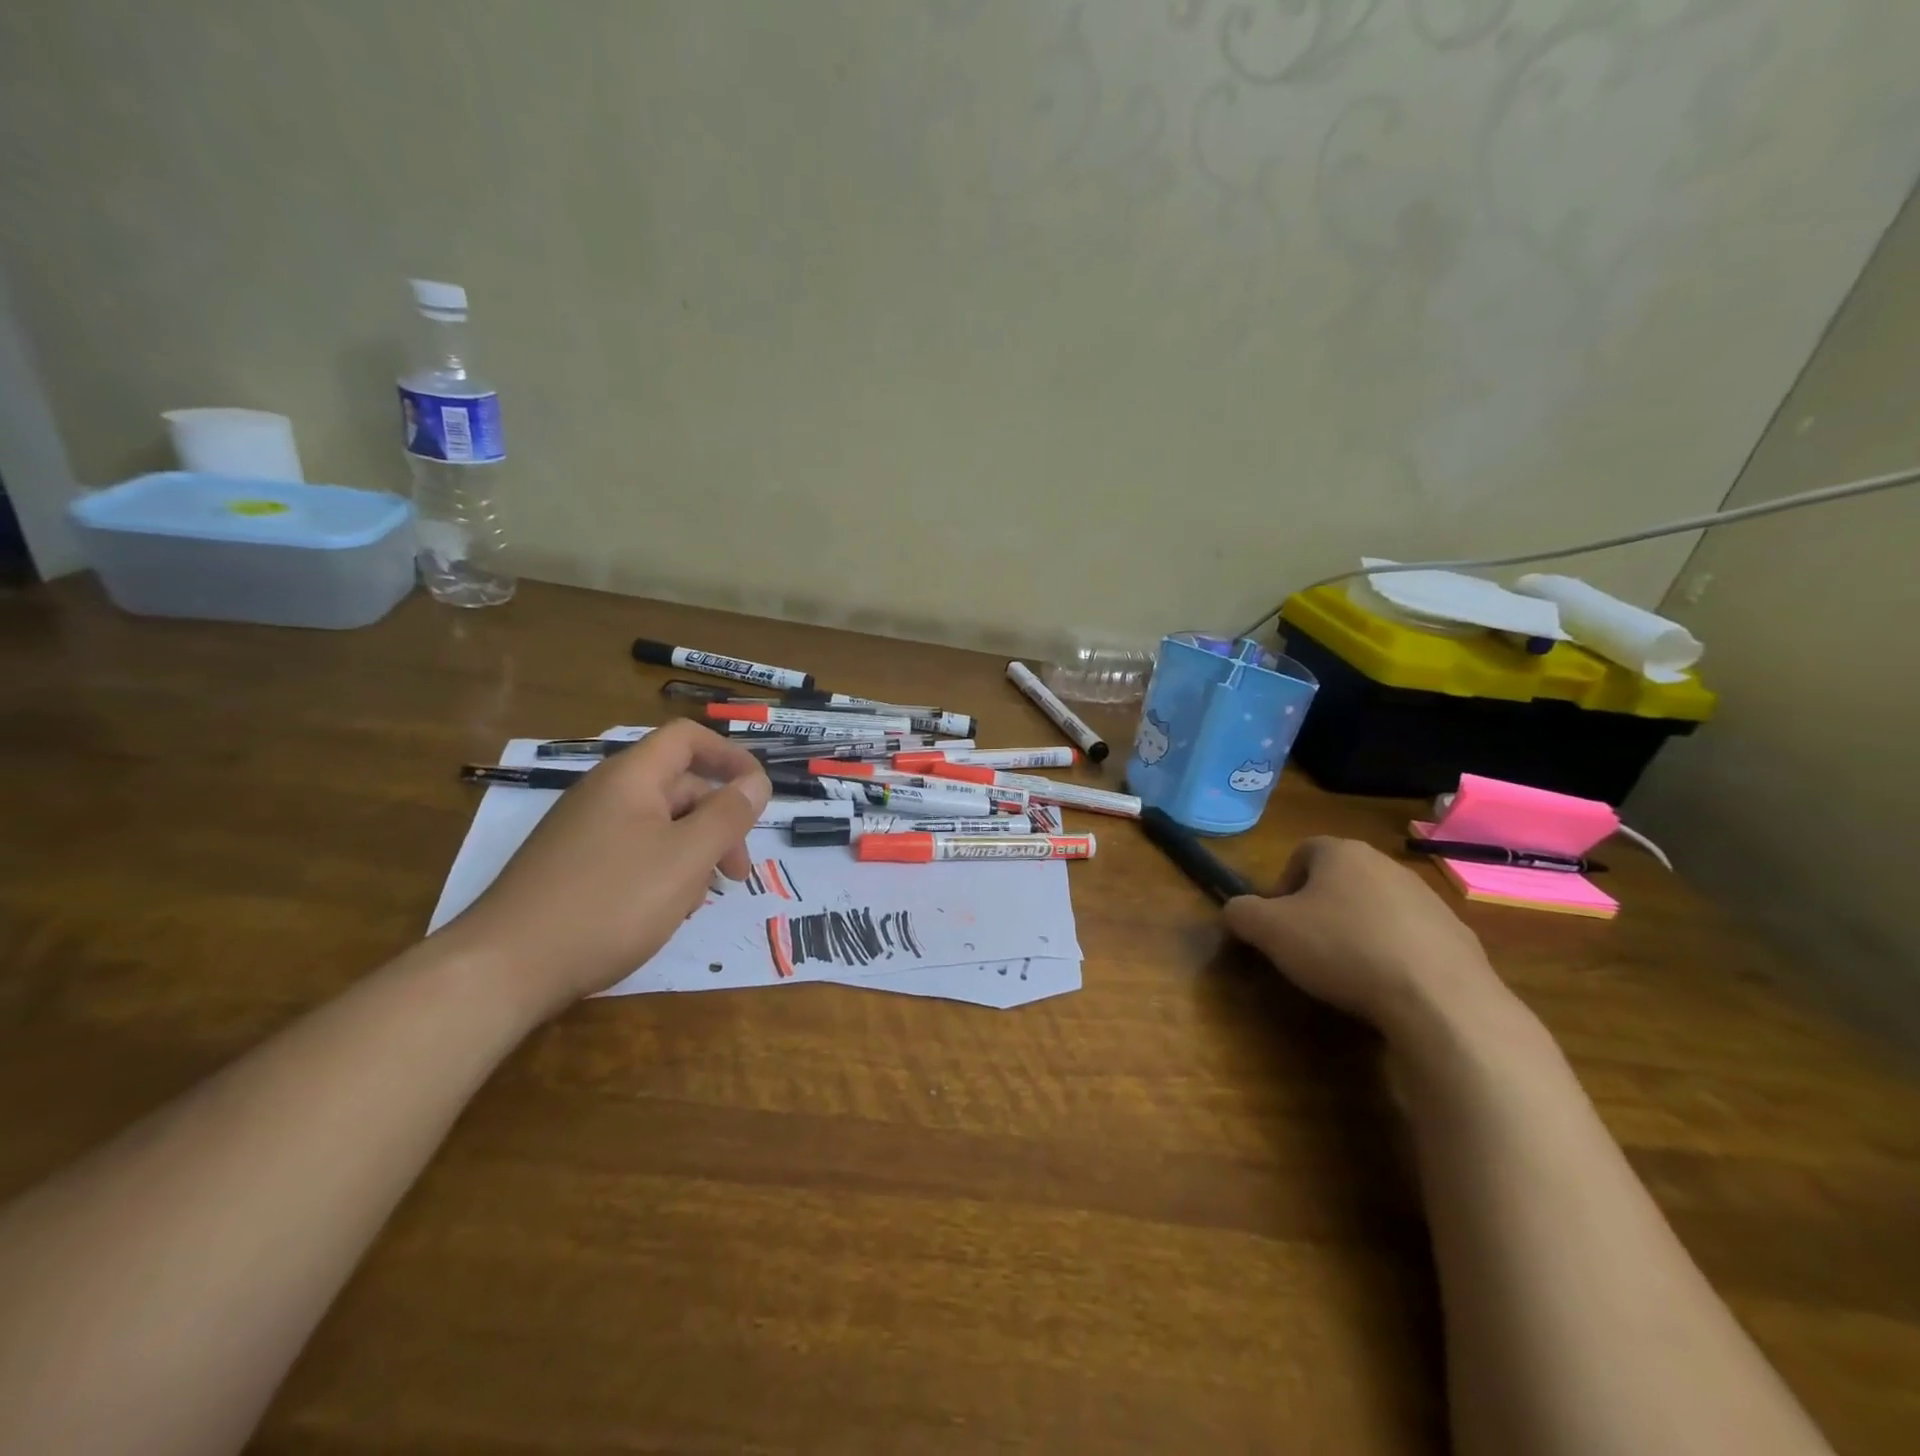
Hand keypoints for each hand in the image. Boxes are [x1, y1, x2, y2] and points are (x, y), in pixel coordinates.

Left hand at [438, 721, 770, 1017]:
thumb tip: (757, 781)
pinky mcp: (571, 867)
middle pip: (679, 786)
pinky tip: (664, 911)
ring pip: (658, 825)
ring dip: (693, 852)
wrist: (504, 968)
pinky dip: (662, 871)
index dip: (730, 756)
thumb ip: (729, 815)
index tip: (759, 794)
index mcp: (631, 778)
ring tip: (700, 899)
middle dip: (719, 821)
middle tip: (737, 874)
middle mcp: (605, 794)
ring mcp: (583, 831)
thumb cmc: (610, 903)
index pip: (688, 739)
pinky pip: (632, 852)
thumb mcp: (686, 857)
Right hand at [1223, 837, 1501, 1035]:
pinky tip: (1388, 987)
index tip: (1278, 923)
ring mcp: (1429, 899)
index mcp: (1341, 852)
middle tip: (1306, 946)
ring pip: (1377, 907)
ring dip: (1358, 930)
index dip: (1282, 886)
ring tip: (1348, 971)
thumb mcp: (1268, 931)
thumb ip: (1240, 913)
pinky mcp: (1458, 936)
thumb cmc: (1342, 949)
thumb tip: (1235, 911)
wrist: (1439, 999)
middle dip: (1319, 908)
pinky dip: (1394, 955)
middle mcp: (1387, 864)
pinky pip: (1411, 938)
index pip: (1301, 853)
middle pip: (1340, 879)